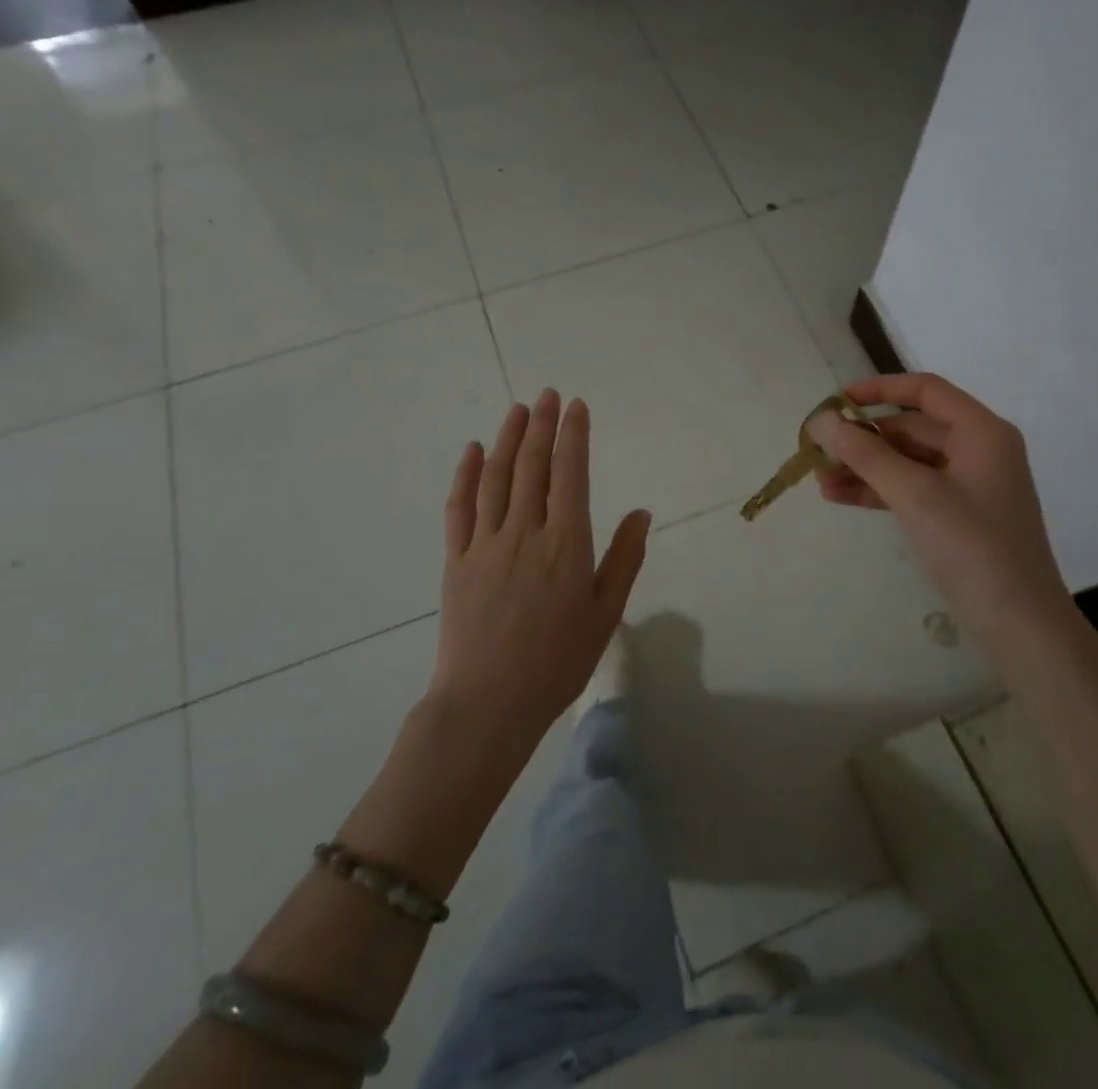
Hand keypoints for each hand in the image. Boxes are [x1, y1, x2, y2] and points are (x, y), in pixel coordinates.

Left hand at [428, 390, 652, 743]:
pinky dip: (466, 475)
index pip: (571, 473)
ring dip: (508, 439)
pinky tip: (474, 451)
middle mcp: (525, 531)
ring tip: (517, 409)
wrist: (488, 703)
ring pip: (497, 477)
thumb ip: (624, 559)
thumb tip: (641, 512)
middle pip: (533, 466)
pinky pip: (460, 507)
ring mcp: (485, 543)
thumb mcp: (605, 614)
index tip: (576, 406)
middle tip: (548, 395)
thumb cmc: (557, 662)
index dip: (573, 435)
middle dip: (542, 425)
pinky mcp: (456, 560)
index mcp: (566, 542)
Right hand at [806, 373, 1067, 644]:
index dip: (878, 390)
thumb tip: (821, 420)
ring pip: (907, 461)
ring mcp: (969, 485)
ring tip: (820, 480)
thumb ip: (866, 455)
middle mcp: (978, 449)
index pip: (925, 390)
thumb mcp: (916, 495)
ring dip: (865, 468)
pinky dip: (879, 490)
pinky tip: (841, 497)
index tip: (835, 401)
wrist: (1020, 626)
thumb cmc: (973, 548)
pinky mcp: (958, 515)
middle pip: (911, 428)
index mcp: (981, 432)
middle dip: (863, 439)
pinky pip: (912, 489)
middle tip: (818, 451)